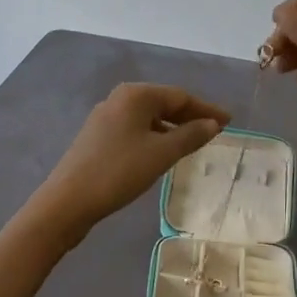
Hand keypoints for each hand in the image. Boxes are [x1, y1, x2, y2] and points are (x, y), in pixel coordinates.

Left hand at [27, 83, 229, 247]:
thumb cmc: (119, 172)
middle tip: (215, 131)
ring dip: (173, 128)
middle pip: (164, 103)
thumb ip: (190, 135)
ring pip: (149, 117)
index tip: (229, 121)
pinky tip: (163, 152)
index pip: (180, 96)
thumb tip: (213, 124)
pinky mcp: (98, 137)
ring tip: (194, 143)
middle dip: (190, 117)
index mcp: (136, 94)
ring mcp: (106, 117)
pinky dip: (155, 137)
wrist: (67, 201)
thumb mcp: (161, 154)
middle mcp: (120, 98)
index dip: (206, 109)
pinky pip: (136, 129)